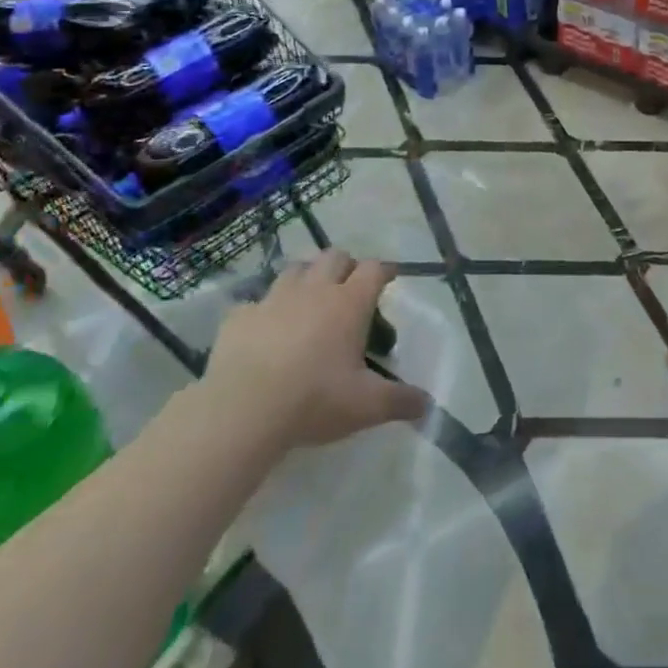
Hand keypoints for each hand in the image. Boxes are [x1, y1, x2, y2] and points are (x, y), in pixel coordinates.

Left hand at [207, 251, 428, 447]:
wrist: (243, 410)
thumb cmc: (314, 400)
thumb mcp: (367, 406)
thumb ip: (400, 401)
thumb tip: (428, 405)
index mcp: (349, 303)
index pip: (374, 269)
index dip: (384, 271)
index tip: (388, 278)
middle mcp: (314, 290)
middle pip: (335, 256)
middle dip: (345, 266)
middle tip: (348, 289)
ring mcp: (273, 299)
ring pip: (295, 269)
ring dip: (306, 278)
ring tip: (308, 301)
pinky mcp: (239, 316)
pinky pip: (254, 303)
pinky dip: (264, 311)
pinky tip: (264, 331)